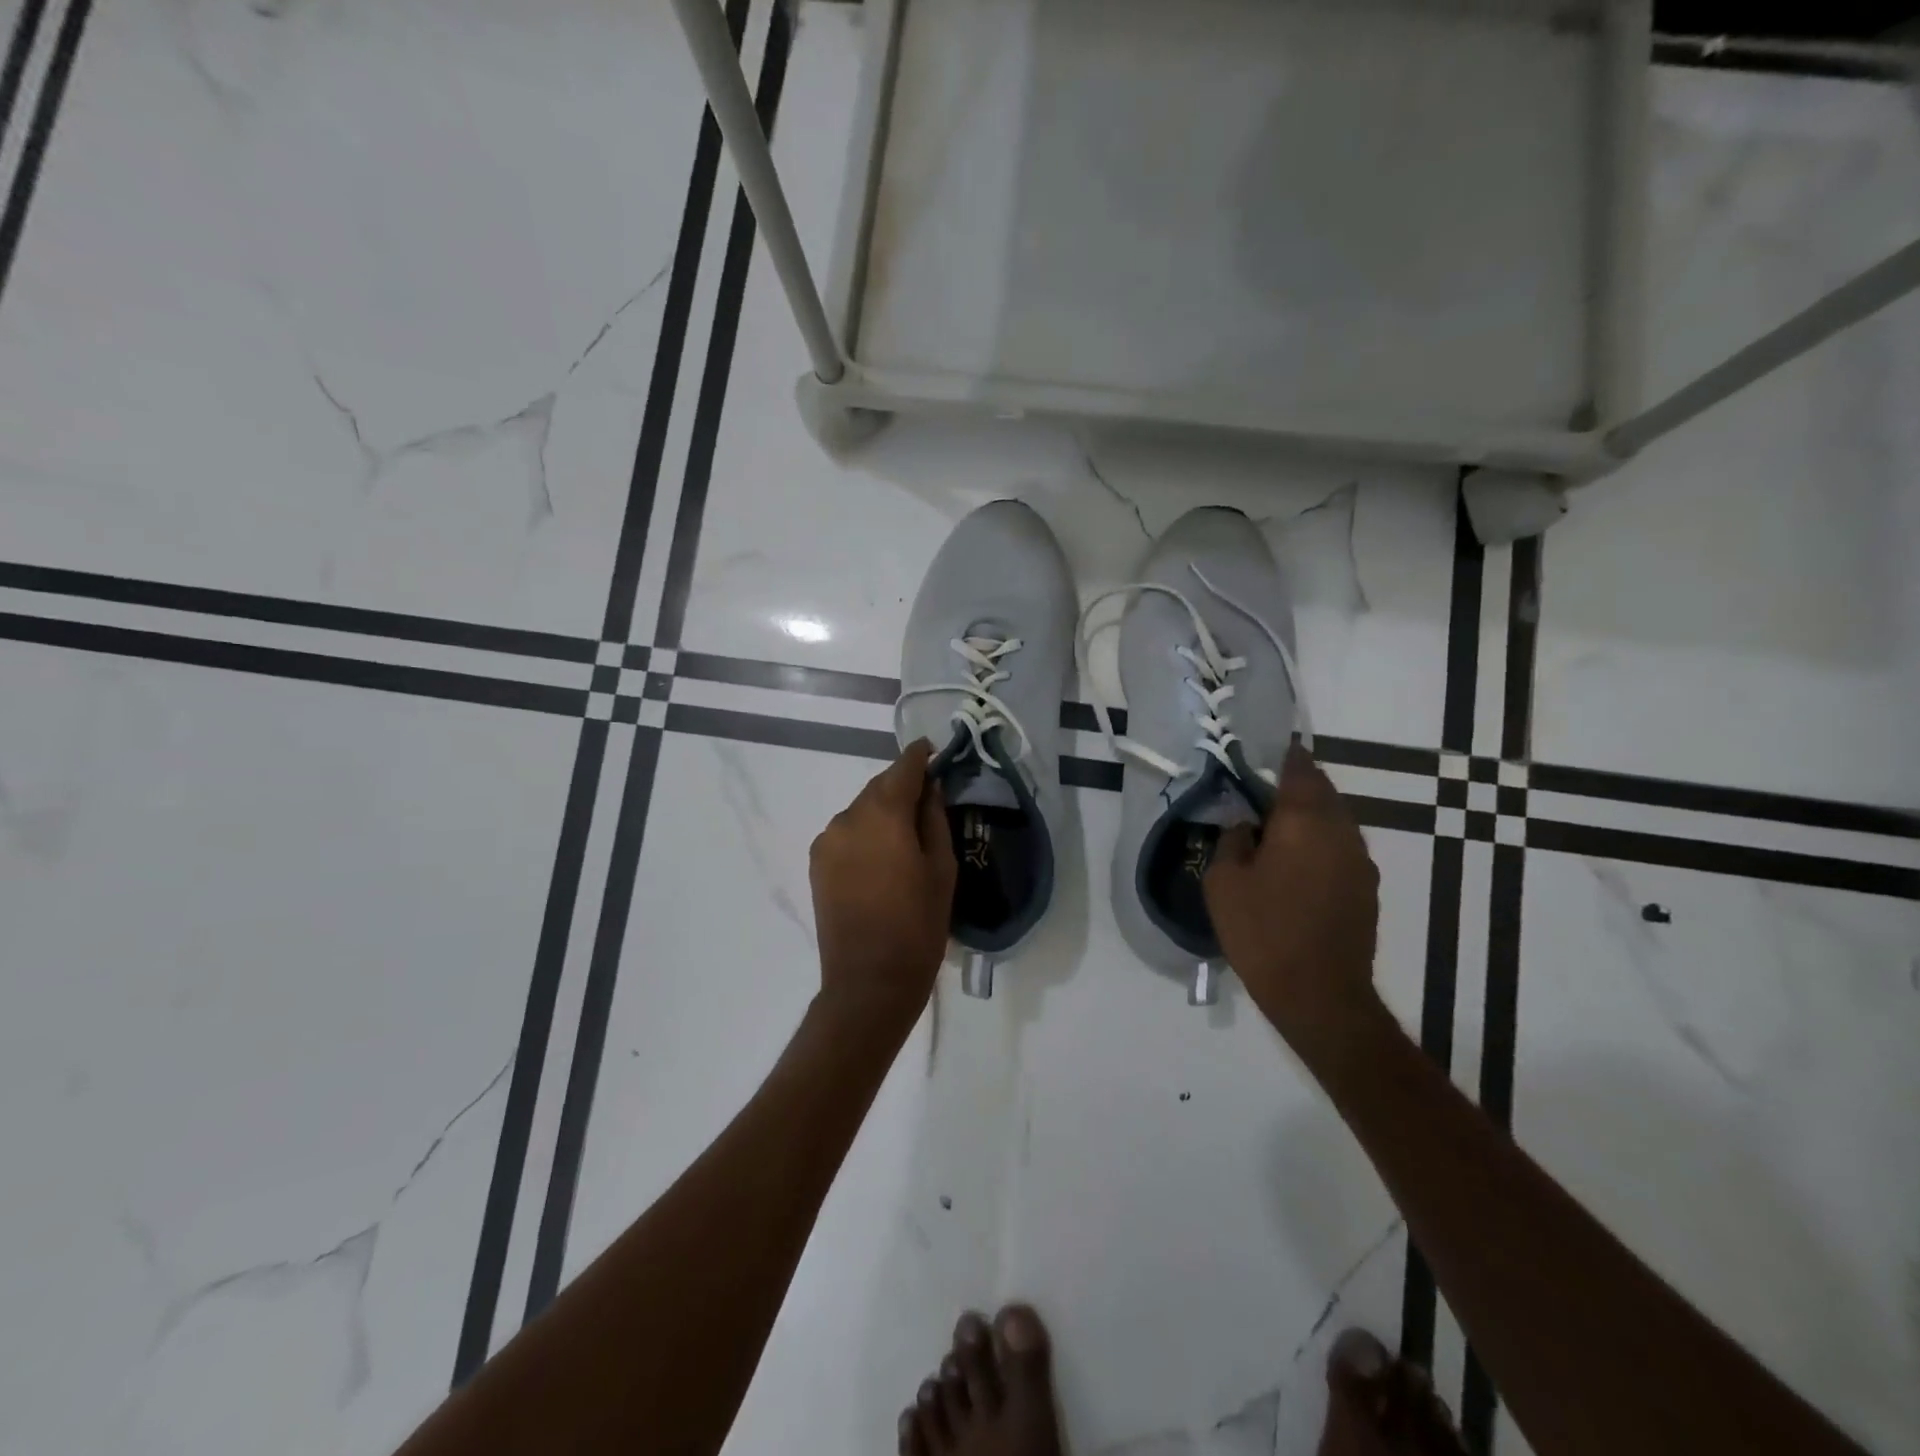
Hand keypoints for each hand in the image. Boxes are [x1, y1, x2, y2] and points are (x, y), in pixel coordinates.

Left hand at [808, 739, 956, 1038]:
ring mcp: (827, 840)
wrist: (869, 980)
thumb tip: (930, 789)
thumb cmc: (918, 924)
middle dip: (902, 786)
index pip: (903, 768)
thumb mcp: (942, 868)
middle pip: (879, 787)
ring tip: (904, 835)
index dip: (920, 757)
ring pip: (860, 809)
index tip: (933, 752)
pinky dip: (864, 831)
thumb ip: (934, 819)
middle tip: (927, 798)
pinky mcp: (817, 862)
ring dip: (882, 811)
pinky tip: (880, 855)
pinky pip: (846, 832)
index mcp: (884, 814)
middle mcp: (849, 817)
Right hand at [1205, 745, 1385, 1067]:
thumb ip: (1231, 839)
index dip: (1278, 754)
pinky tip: (1293, 863)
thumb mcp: (1223, 881)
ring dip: (1306, 814)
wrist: (1320, 995)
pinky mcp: (1366, 886)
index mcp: (1304, 819)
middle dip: (1291, 784)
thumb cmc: (1263, 931)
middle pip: (1320, 790)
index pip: (1297, 767)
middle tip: (1256, 791)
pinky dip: (1318, 841)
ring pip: (1334, 818)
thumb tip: (1244, 823)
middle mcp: (1341, 830)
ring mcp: (1360, 859)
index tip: (1256, 751)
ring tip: (1272, 828)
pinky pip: (1340, 846)